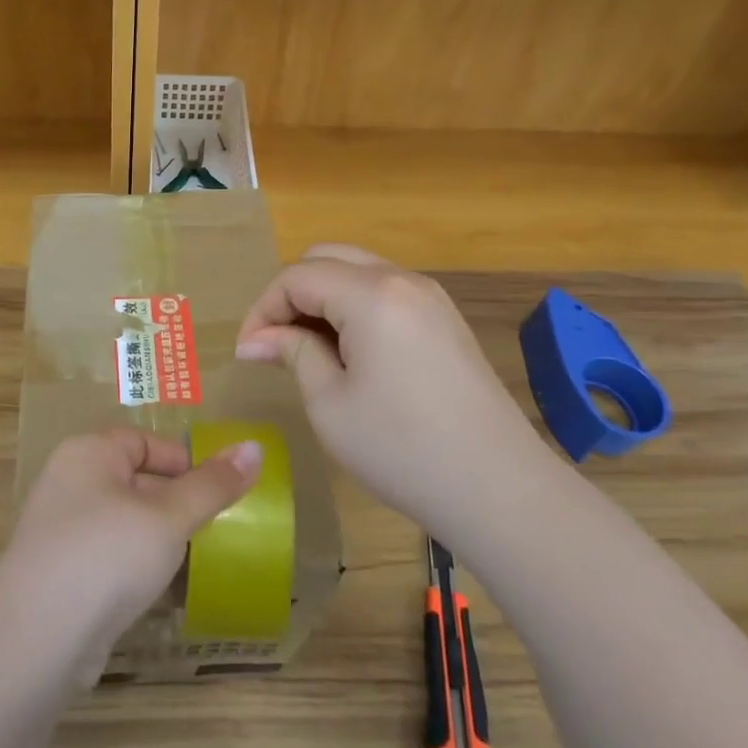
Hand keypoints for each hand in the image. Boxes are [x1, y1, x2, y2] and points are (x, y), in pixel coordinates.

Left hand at [0, 429, 261, 681]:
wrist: (37, 641)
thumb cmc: (107, 556)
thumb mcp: (169, 517)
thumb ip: (212, 485)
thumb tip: (255, 447)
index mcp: (88, 453)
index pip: (143, 441)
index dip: (182, 461)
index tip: (216, 492)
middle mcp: (68, 482)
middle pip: (133, 479)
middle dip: (174, 504)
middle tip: (213, 530)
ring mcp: (58, 530)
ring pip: (122, 521)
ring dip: (158, 539)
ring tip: (194, 561)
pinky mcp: (58, 573)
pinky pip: (107, 556)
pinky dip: (134, 567)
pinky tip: (158, 592)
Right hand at [234, 244, 553, 523]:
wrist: (499, 489)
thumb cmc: (401, 448)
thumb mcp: (330, 403)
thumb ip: (292, 353)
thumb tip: (256, 339)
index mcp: (371, 295)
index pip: (297, 277)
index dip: (263, 309)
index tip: (249, 352)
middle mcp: (403, 280)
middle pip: (328, 258)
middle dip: (291, 294)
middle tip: (274, 343)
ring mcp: (431, 298)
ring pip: (358, 271)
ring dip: (323, 299)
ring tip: (306, 349)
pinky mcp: (446, 320)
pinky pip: (385, 292)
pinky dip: (354, 307)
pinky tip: (349, 353)